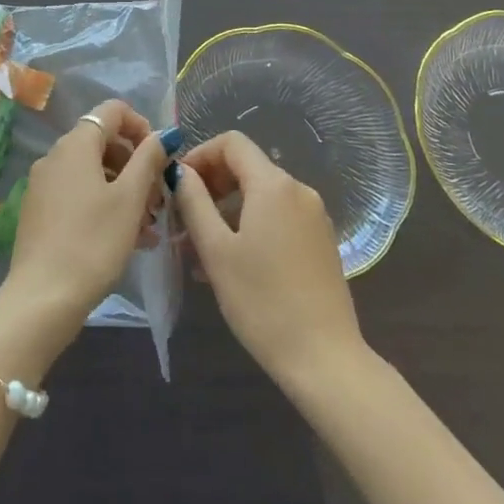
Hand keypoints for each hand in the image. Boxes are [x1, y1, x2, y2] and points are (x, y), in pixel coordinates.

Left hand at [0, 99, 165, 338]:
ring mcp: (44, 183)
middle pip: (103, 142)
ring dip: (125, 190)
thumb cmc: (93, 242)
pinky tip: (127, 239)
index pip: (113, 111)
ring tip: (148, 226)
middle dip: (136, 165)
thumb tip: (163, 134)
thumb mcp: (130, 199)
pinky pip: (79, 193)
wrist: (42, 297)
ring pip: (93, 172)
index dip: (142, 126)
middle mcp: (55, 155)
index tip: (161, 158)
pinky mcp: (40, 210)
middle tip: (159, 200)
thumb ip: (148, 159)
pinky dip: (105, 205)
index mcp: (76, 144)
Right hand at [174, 132, 363, 388]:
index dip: (200, 155)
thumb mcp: (216, 250)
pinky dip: (250, 225)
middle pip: (247, 167)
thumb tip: (180, 172)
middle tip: (183, 218)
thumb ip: (194, 202)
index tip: (178, 185)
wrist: (325, 359)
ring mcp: (314, 216)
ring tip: (200, 248)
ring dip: (227, 210)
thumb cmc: (262, 301)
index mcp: (274, 185)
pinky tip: (231, 263)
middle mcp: (298, 191)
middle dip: (211, 184)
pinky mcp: (321, 241)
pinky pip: (278, 217)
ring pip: (261, 196)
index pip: (231, 143)